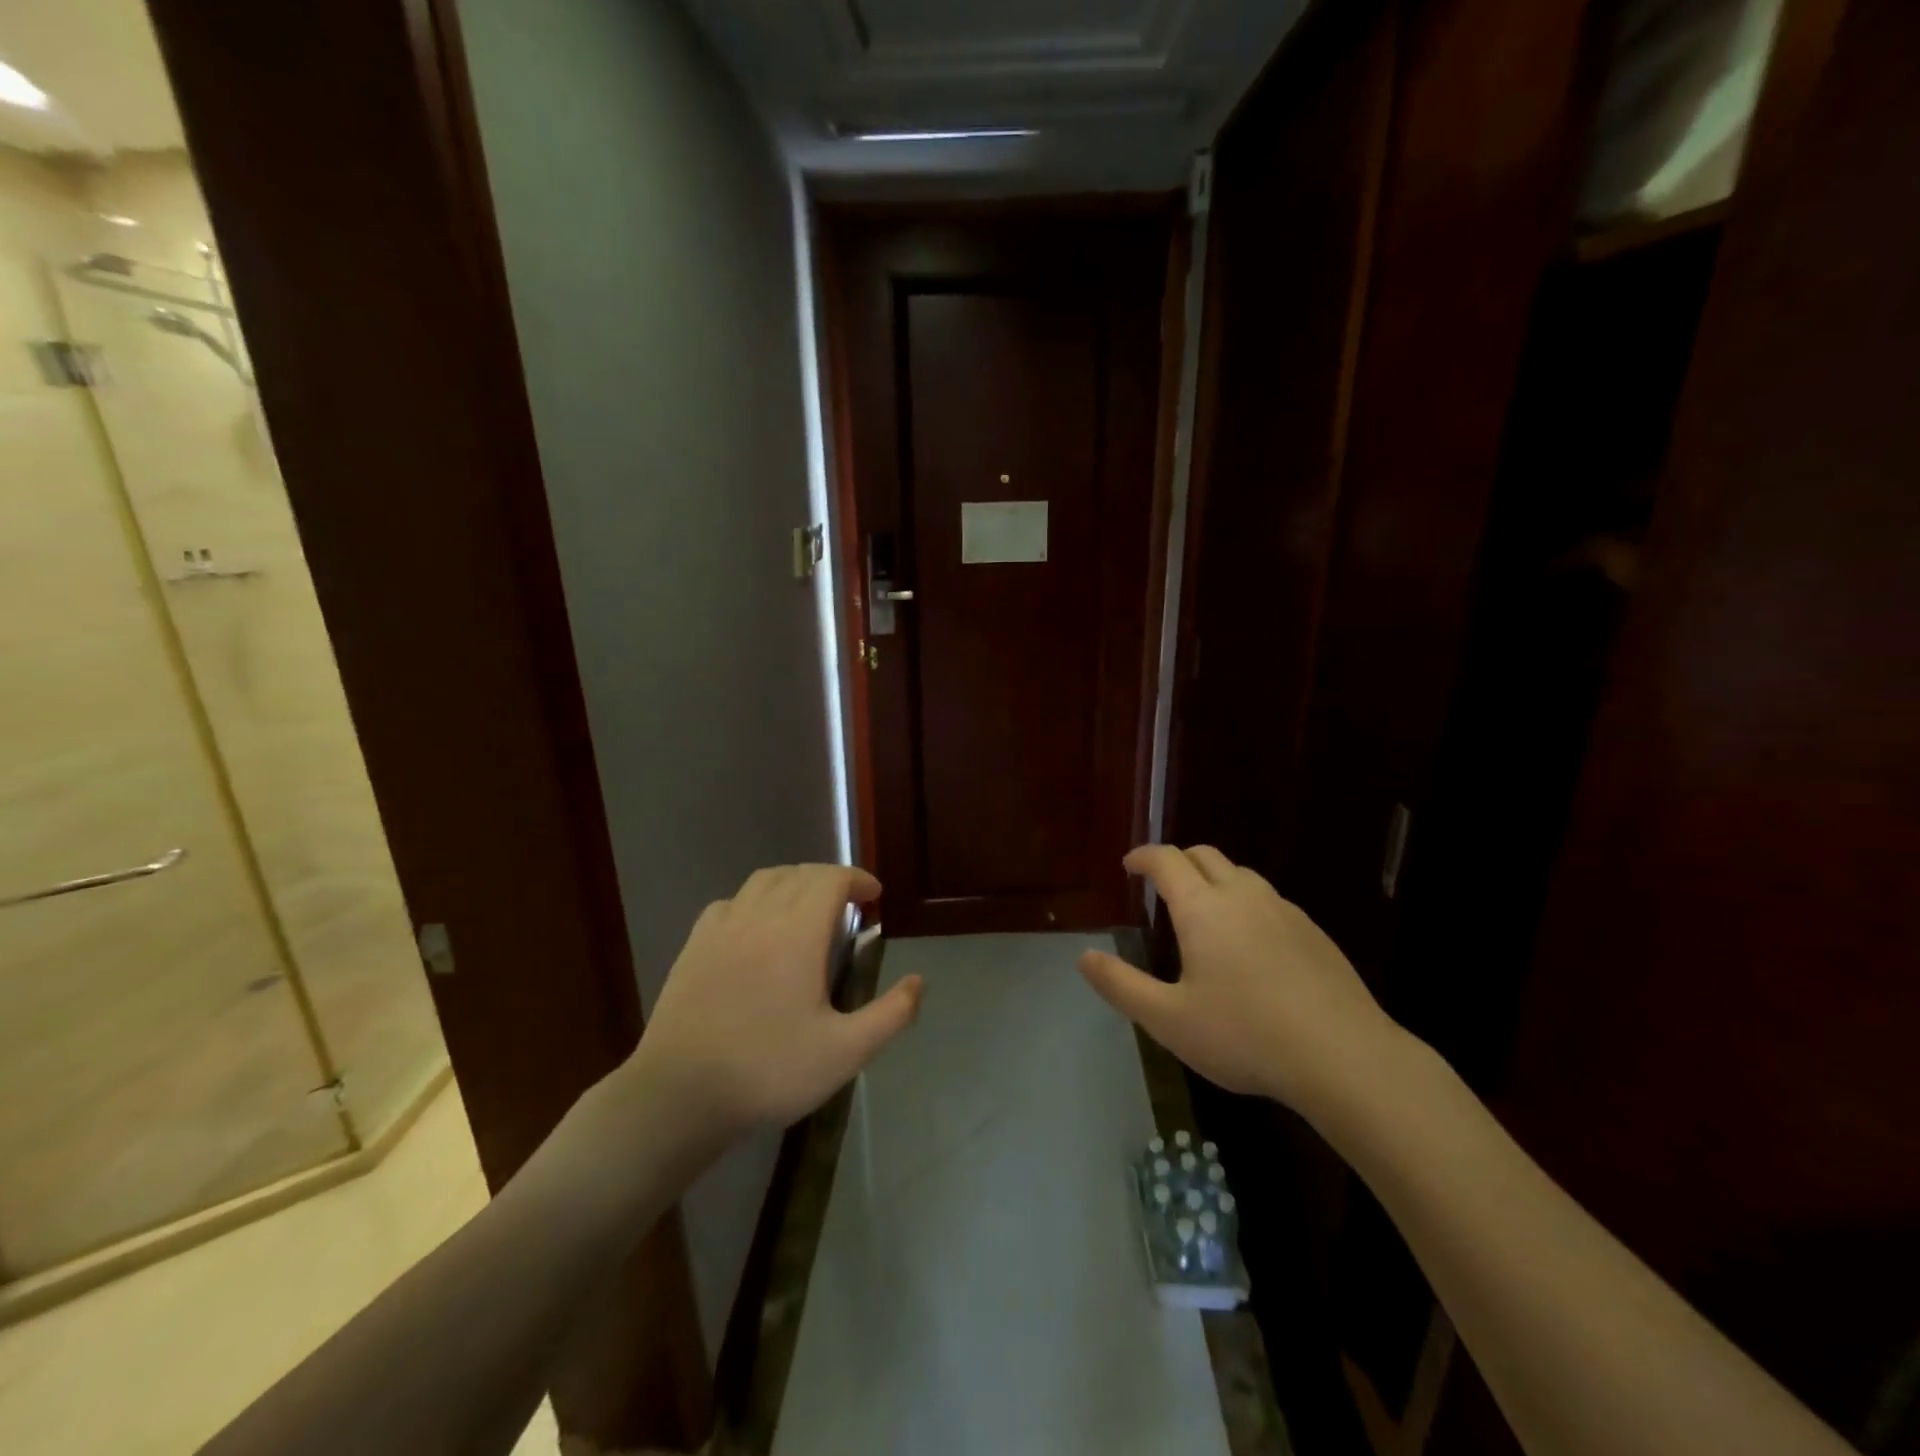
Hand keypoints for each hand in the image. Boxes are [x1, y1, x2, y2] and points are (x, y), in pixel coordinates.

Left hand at [629, 865, 922, 1135]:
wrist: (679, 1094)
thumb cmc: (768, 1070)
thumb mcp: (845, 1053)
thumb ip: (890, 1015)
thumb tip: (919, 982)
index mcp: (798, 932)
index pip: (831, 879)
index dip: (857, 879)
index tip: (874, 897)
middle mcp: (759, 916)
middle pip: (800, 873)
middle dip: (830, 880)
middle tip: (849, 907)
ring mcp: (722, 928)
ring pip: (763, 881)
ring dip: (793, 883)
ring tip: (807, 909)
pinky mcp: (694, 945)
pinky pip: (731, 902)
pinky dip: (755, 901)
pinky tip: (757, 929)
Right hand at [1078, 845, 1404, 1117]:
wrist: (1345, 1057)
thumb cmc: (1246, 1035)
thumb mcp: (1169, 1020)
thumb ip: (1121, 985)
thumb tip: (1084, 957)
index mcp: (1203, 908)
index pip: (1167, 860)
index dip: (1143, 857)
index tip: (1129, 866)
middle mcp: (1243, 896)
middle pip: (1205, 855)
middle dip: (1177, 861)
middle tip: (1160, 885)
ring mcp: (1284, 911)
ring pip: (1241, 875)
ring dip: (1214, 879)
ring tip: (1203, 912)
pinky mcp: (1313, 933)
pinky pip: (1269, 900)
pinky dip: (1246, 903)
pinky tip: (1250, 944)